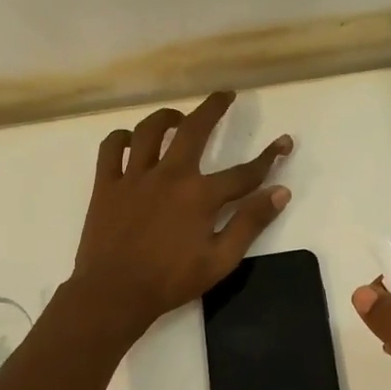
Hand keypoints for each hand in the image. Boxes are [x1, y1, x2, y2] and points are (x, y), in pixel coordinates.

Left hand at [70, 92, 291, 335]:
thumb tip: (281, 192)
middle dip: (213, 108)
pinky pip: (111, 149)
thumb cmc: (171, 281)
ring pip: (149, 131)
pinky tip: (131, 140)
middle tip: (225, 95)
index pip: (244, 172)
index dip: (269, 157)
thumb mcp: (221, 259)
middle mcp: (169, 175)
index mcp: (200, 196)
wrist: (113, 295)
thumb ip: (250, 223)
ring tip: (177, 116)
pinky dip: (122, 138)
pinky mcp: (106, 185)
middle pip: (194, 130)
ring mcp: (134, 177)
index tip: (284, 142)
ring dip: (166, 117)